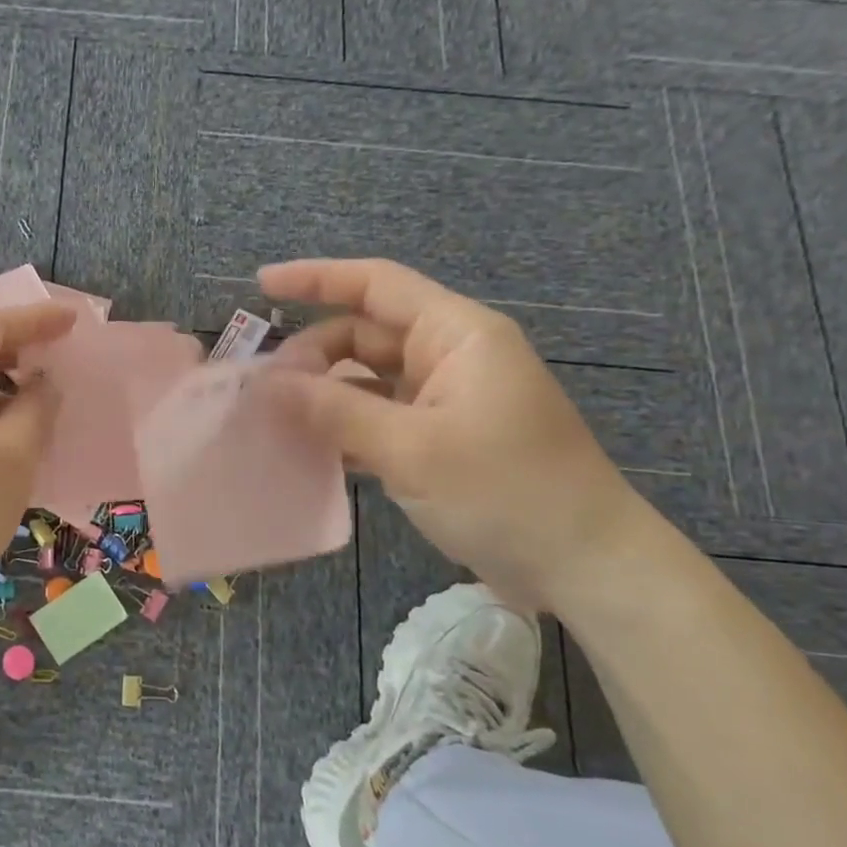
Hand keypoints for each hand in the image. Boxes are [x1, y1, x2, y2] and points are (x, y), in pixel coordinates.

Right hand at [261, 258, 648, 612]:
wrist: (584, 568)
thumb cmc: (505, 492)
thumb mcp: (411, 449)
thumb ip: (334, 410)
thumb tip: (266, 385)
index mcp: (457, 335)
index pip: (377, 285)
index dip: (317, 278)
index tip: (262, 284)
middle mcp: (450, 357)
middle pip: (365, 334)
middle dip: (312, 354)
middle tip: (264, 390)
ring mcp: (446, 400)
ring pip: (368, 380)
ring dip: (324, 394)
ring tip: (273, 418)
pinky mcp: (441, 439)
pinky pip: (379, 417)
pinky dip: (345, 427)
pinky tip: (309, 448)